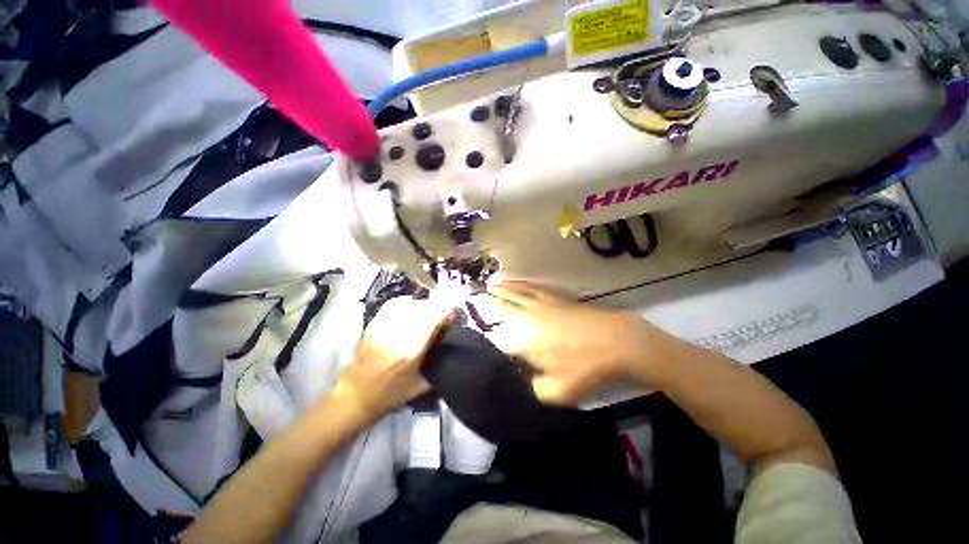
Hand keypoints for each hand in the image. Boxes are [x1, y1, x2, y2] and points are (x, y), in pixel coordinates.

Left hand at [333, 297, 455, 424]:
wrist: (354, 397)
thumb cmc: (390, 396)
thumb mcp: (420, 386)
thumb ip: (439, 367)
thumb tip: (454, 348)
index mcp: (411, 351)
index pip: (433, 320)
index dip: (447, 311)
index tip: (455, 313)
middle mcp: (398, 334)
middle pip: (423, 308)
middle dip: (437, 308)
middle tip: (443, 316)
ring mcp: (383, 327)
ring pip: (409, 303)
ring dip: (424, 305)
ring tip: (429, 312)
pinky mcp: (373, 324)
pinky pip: (394, 304)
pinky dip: (407, 302)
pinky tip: (412, 308)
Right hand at [486, 281, 660, 404]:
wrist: (616, 340)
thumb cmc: (586, 367)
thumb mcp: (557, 391)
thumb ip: (531, 387)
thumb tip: (521, 378)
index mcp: (521, 340)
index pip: (492, 337)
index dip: (480, 336)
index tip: (472, 335)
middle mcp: (524, 317)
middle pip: (498, 307)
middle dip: (483, 303)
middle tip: (470, 297)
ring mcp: (539, 304)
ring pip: (512, 293)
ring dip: (498, 289)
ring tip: (486, 285)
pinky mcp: (552, 297)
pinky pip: (529, 287)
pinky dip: (517, 283)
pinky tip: (512, 280)